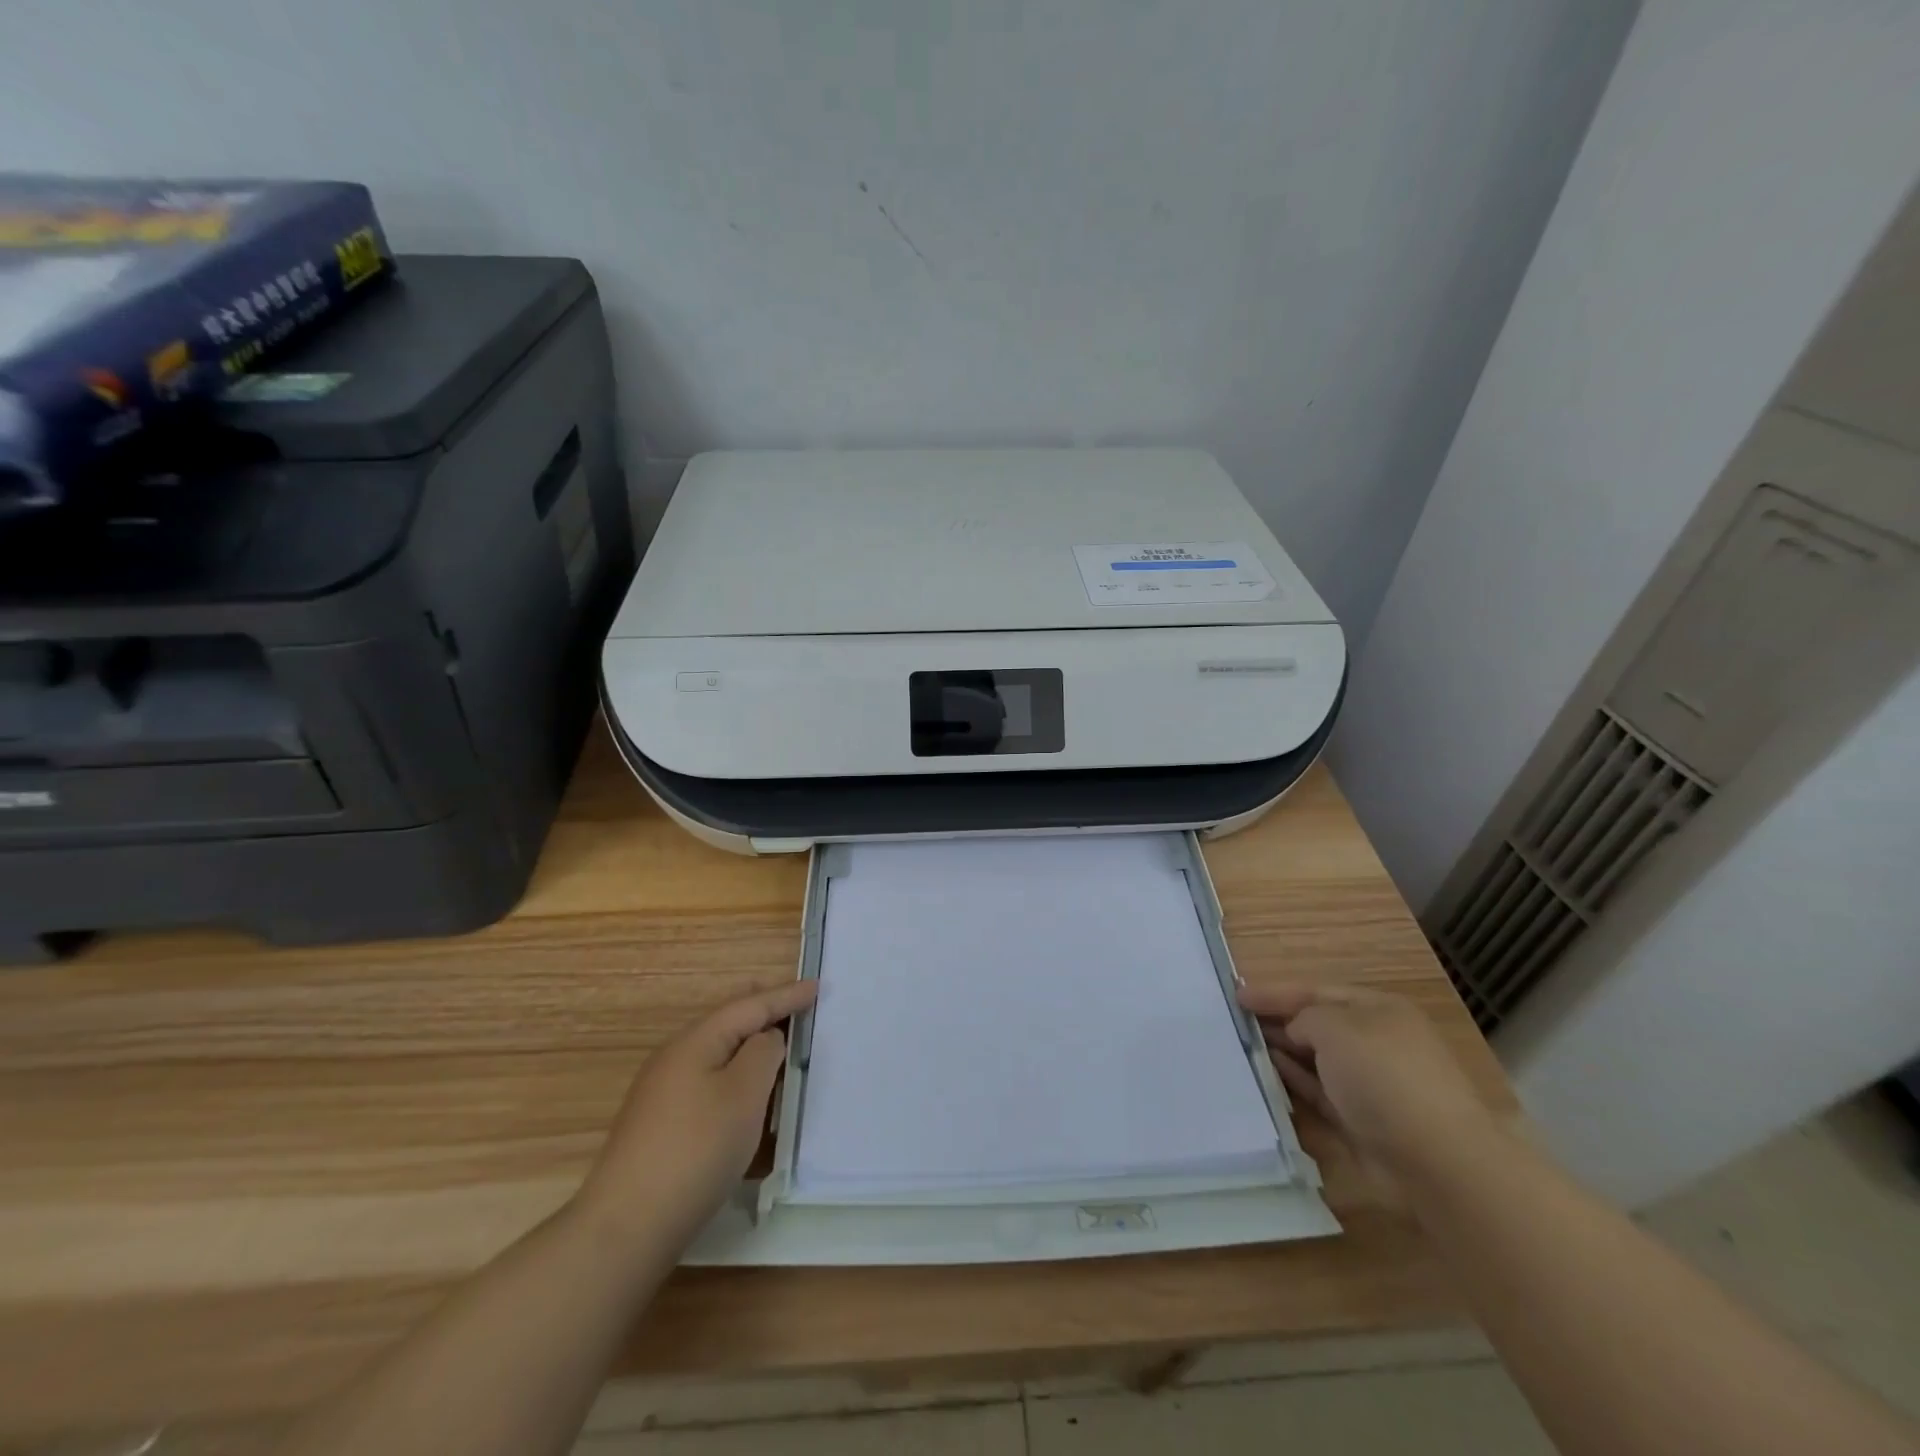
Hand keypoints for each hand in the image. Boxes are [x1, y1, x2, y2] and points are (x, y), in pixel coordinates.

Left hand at [575, 980, 817, 1252]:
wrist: (627, 1225)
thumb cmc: (697, 1148)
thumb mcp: (745, 1093)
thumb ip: (763, 1052)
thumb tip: (764, 1039)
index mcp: (696, 1041)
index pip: (749, 1006)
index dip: (785, 996)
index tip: (817, 986)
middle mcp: (674, 1057)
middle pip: (726, 1021)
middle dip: (759, 1008)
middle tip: (789, 997)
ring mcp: (661, 1091)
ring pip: (714, 1050)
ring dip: (745, 1040)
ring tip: (770, 1035)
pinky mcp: (658, 1123)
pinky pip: (705, 1076)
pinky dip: (731, 1068)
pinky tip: (739, 1085)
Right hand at [1237, 983, 1500, 1183]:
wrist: (1437, 1160)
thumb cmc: (1385, 1076)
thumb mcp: (1335, 1027)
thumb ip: (1303, 1019)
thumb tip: (1295, 1034)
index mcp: (1378, 1009)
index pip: (1316, 991)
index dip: (1275, 992)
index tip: (1236, 994)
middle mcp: (1376, 1042)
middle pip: (1317, 1025)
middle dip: (1277, 1021)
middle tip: (1233, 1021)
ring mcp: (1371, 1084)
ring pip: (1316, 1061)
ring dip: (1282, 1052)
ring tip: (1241, 1047)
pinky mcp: (1363, 1121)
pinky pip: (1319, 1093)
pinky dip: (1294, 1083)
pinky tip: (1267, 1077)